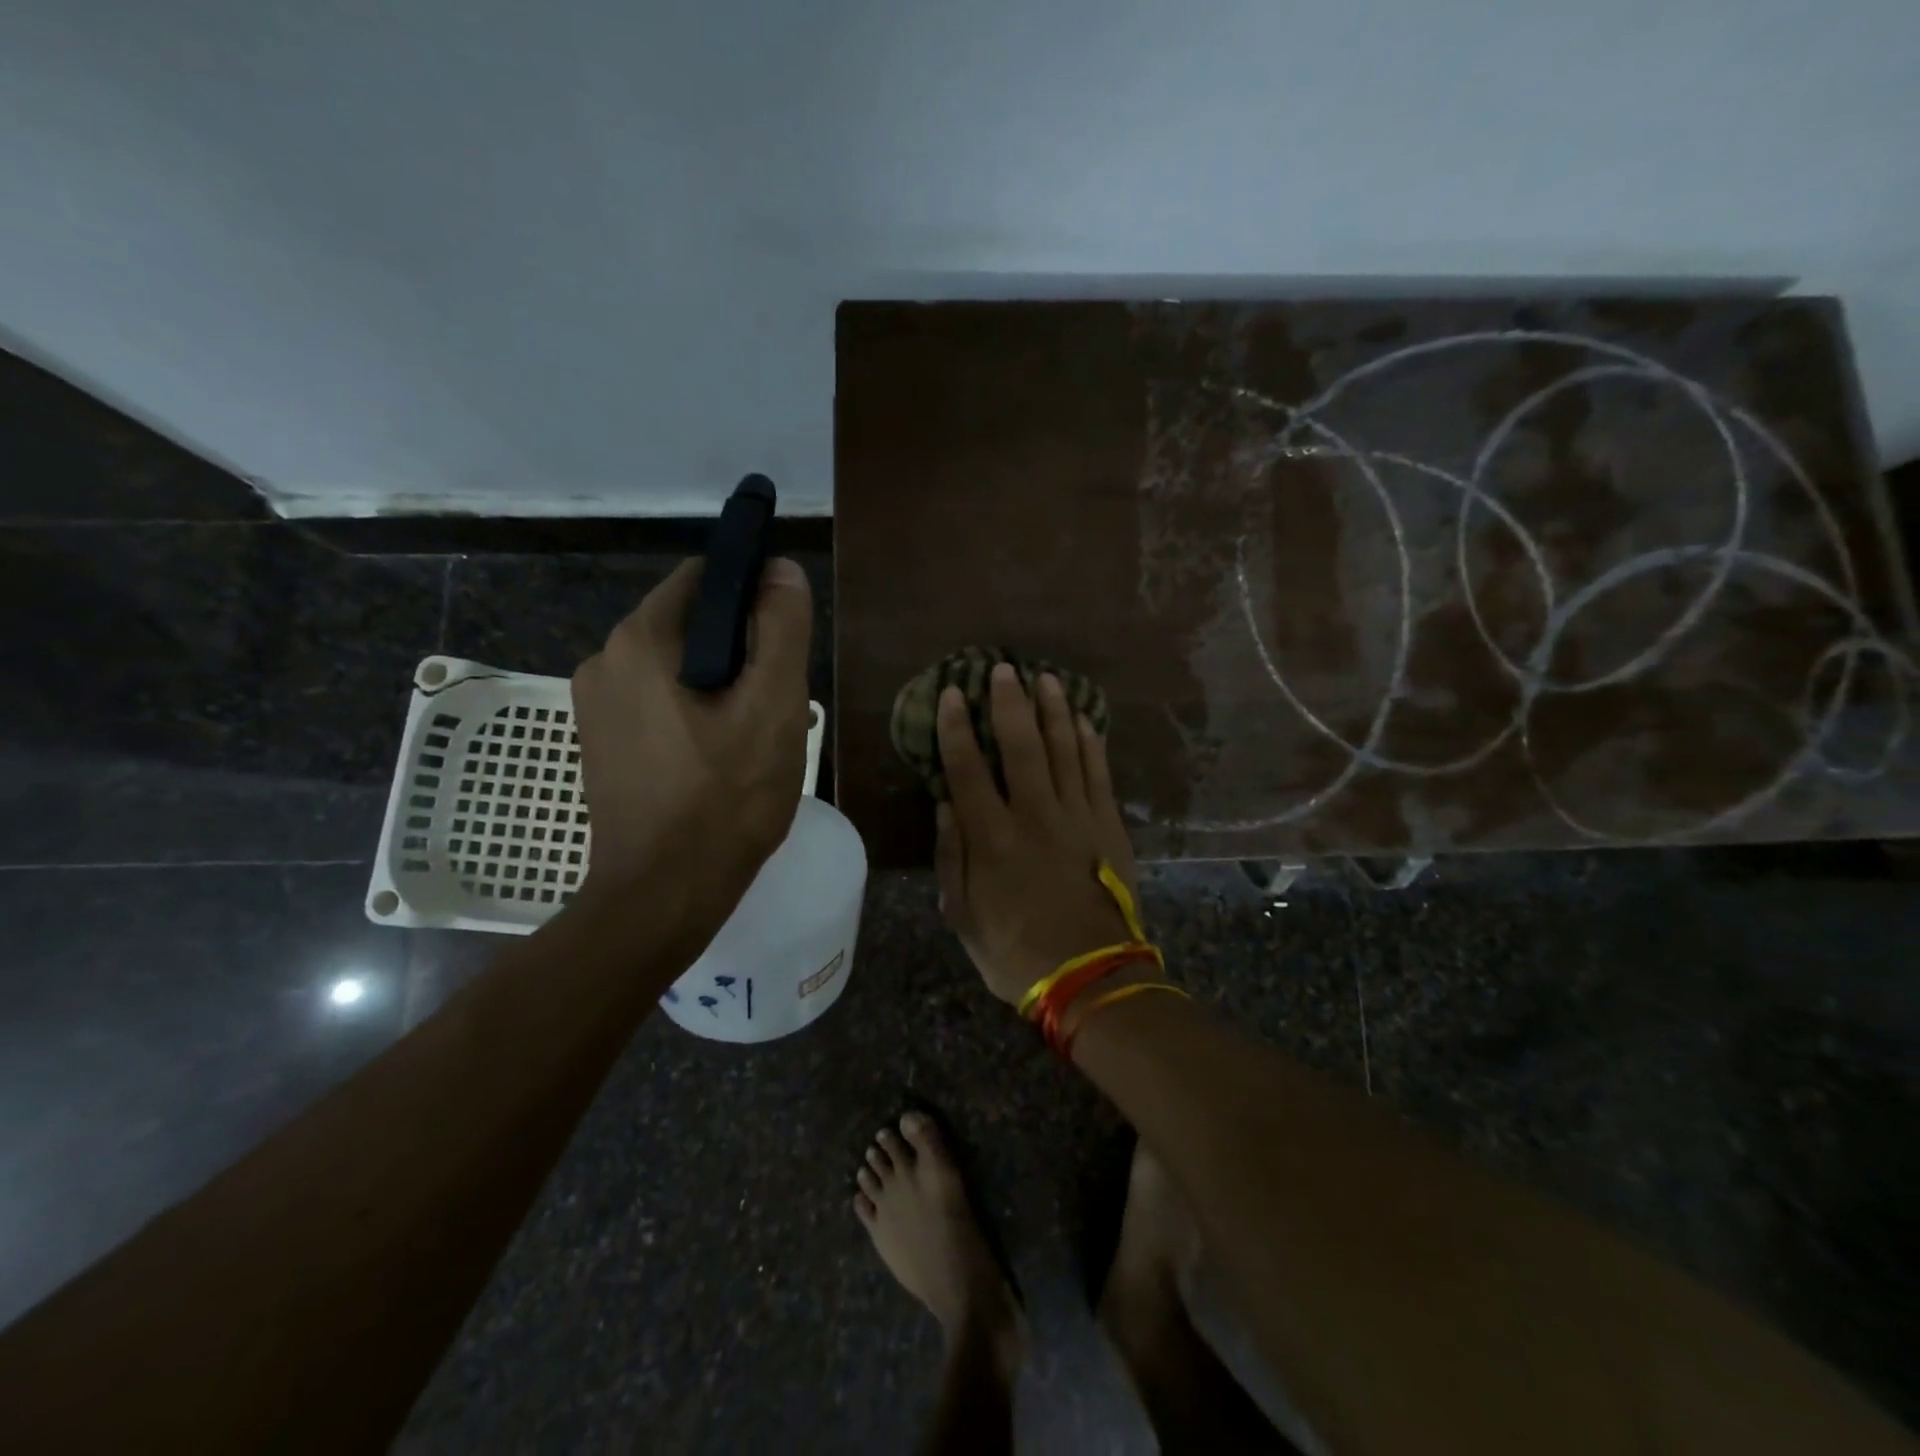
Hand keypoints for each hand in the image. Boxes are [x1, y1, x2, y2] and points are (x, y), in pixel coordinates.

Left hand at [571, 556, 812, 899]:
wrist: (663, 896)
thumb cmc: (724, 799)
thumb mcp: (773, 707)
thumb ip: (781, 629)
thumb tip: (780, 569)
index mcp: (639, 641)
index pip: (704, 579)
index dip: (754, 595)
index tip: (786, 639)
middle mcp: (604, 662)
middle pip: (692, 626)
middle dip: (742, 651)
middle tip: (779, 702)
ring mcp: (597, 707)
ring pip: (679, 669)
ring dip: (723, 687)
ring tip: (757, 737)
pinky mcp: (604, 744)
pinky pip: (660, 704)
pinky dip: (696, 714)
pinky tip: (724, 759)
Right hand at [935, 663, 1140, 1004]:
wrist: (1090, 976)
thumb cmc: (1015, 951)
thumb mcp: (963, 916)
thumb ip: (951, 857)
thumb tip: (945, 804)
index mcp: (991, 838)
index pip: (967, 769)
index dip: (957, 728)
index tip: (952, 693)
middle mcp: (1033, 815)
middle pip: (1020, 745)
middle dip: (1009, 703)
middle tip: (1002, 668)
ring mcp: (1077, 817)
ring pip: (1064, 749)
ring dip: (1053, 710)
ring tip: (1046, 678)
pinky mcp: (1108, 825)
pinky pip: (1098, 774)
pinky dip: (1091, 743)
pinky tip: (1084, 720)